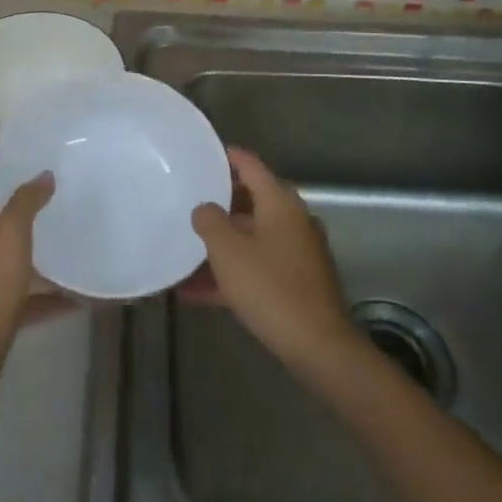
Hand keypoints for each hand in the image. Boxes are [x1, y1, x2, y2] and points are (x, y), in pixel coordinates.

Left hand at [0, 173, 60, 408]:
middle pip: (7, 222)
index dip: (10, 173)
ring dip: (46, 253)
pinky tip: (83, 297)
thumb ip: (26, 201)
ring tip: (80, 241)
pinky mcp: (3, 313)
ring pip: (21, 260)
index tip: (42, 162)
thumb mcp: (10, 233)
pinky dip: (55, 296)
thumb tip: (43, 174)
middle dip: (34, 210)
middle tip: (69, 197)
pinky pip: (34, 299)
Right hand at [189, 148, 360, 377]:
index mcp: (280, 203)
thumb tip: (205, 208)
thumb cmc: (270, 287)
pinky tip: (195, 292)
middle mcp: (292, 221)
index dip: (226, 156)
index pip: (250, 165)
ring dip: (220, 246)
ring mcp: (297, 253)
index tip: (201, 154)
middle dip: (218, 205)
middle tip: (186, 203)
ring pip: (251, 239)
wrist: (318, 347)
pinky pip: (256, 268)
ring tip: (183, 251)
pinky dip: (230, 274)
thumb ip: (209, 220)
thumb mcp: (228, 250)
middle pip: (250, 202)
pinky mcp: (296, 283)